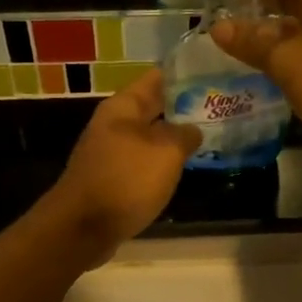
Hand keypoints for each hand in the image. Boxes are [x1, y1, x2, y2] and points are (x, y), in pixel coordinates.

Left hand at [41, 70, 199, 261]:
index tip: (214, 73)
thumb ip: (184, 134)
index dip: (185, 73)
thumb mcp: (165, 152)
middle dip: (184, 106)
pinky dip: (163, 161)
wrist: (81, 228)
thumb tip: (192, 129)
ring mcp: (111, 152)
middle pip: (154, 106)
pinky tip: (184, 167)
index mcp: (123, 107)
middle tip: (220, 105)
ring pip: (150, 135)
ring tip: (210, 134)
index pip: (158, 77)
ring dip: (175, 135)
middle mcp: (115, 124)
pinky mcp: (113, 178)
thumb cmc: (125, 180)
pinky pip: (143, 161)